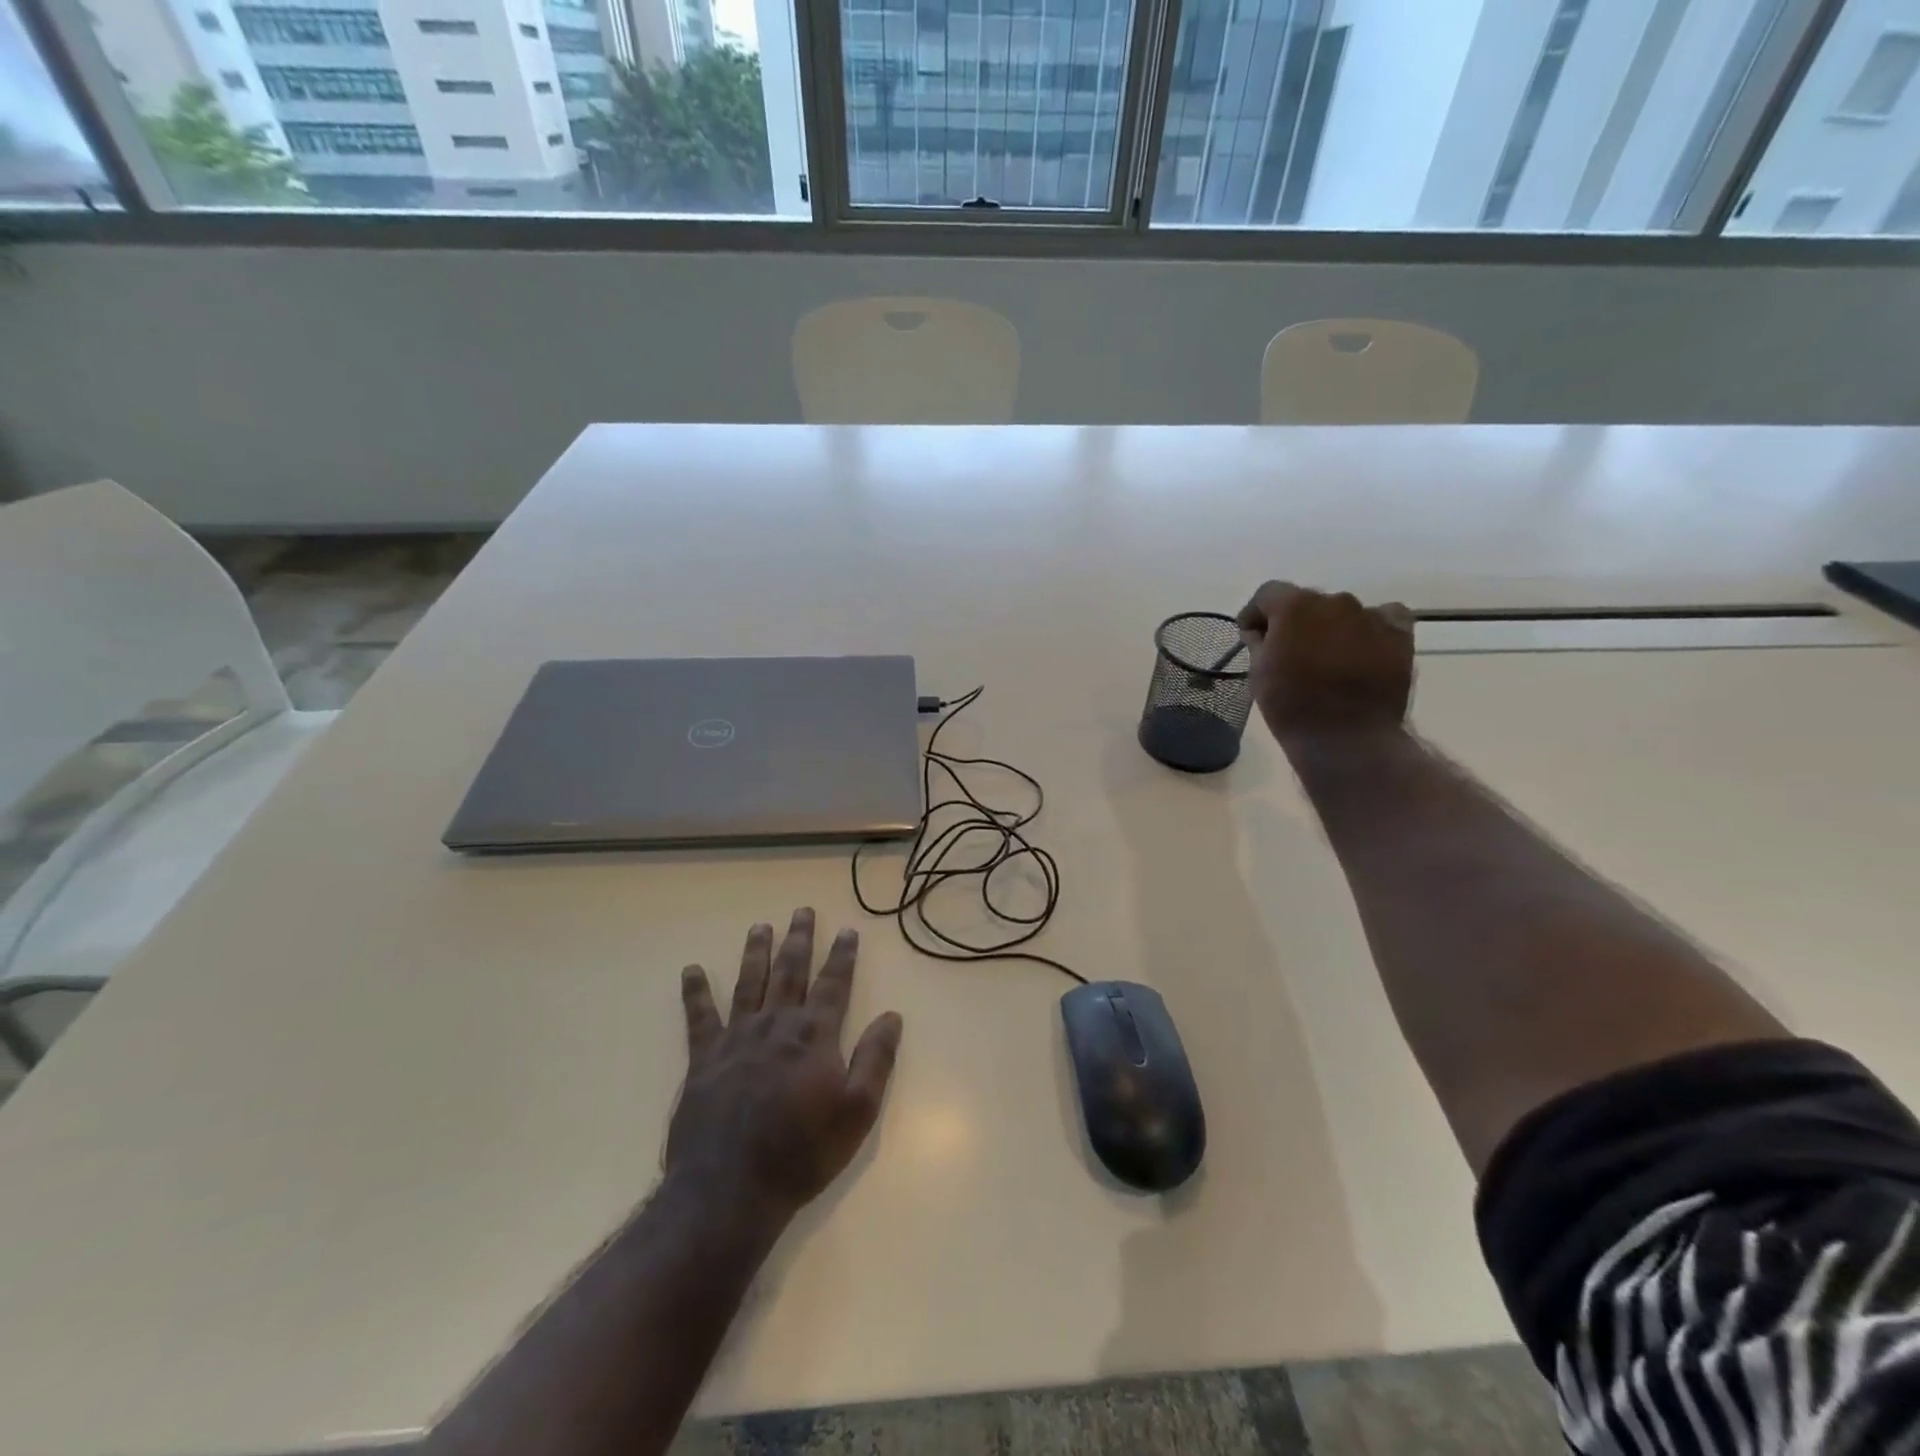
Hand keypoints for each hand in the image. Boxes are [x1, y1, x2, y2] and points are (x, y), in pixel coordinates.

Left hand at [666, 908, 902, 1226]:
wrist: (730, 1190)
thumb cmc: (802, 1153)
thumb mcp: (857, 1112)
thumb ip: (876, 1060)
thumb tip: (892, 1016)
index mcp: (814, 1036)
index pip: (834, 984)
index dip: (842, 956)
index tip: (847, 930)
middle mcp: (776, 1025)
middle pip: (790, 972)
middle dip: (799, 940)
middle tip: (802, 911)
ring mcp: (737, 1038)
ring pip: (748, 983)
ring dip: (755, 952)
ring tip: (759, 926)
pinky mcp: (704, 1059)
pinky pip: (699, 1017)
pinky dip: (695, 993)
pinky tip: (690, 971)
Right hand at [1236, 582, 1415, 744]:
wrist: (1346, 737)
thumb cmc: (1291, 705)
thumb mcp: (1258, 673)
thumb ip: (1258, 643)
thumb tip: (1259, 631)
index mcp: (1294, 606)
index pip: (1269, 594)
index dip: (1256, 613)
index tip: (1251, 635)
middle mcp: (1335, 601)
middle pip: (1308, 602)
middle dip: (1295, 621)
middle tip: (1290, 650)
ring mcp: (1370, 616)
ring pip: (1342, 612)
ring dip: (1330, 627)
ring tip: (1327, 657)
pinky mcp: (1399, 634)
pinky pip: (1383, 618)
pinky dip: (1370, 629)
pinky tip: (1363, 649)